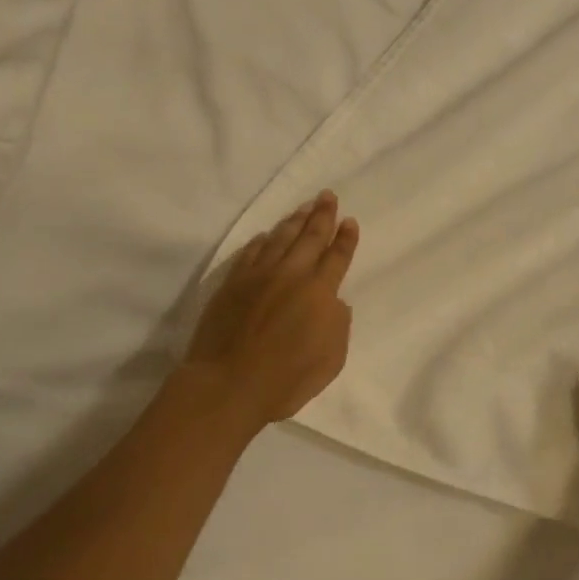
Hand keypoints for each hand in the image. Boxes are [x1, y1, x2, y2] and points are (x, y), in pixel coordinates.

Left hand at [180, 191, 359, 425]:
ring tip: (305, 206)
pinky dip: (262, 240)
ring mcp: (259, 275)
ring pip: (281, 238)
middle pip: (310, 237)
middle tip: (328, 196)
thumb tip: (335, 302)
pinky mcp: (233, 283)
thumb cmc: (287, 379)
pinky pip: (251, 252)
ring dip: (295, 220)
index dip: (345, 239)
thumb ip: (338, 326)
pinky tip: (267, 234)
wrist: (229, 383)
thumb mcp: (332, 360)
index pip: (337, 257)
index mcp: (320, 292)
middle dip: (322, 215)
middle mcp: (292, 274)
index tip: (349, 221)